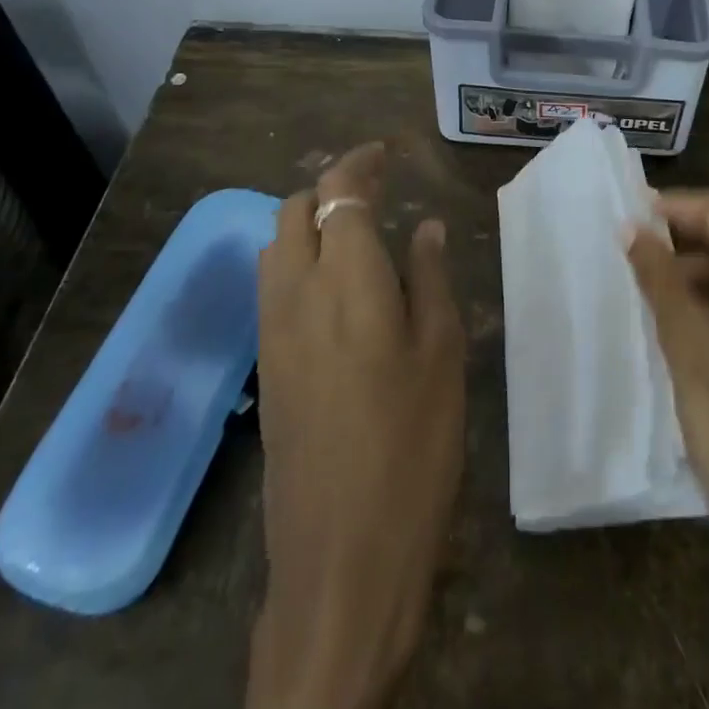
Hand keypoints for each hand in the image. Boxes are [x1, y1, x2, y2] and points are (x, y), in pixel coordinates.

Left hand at [239, 144, 465, 708]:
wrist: (343, 554)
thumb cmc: (412, 446)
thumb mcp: (442, 354)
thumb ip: (431, 278)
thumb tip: (424, 226)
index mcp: (347, 279)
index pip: (339, 193)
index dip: (359, 163)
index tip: (386, 153)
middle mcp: (297, 291)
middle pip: (296, 210)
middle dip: (331, 187)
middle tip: (375, 190)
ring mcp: (273, 329)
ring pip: (276, 244)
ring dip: (309, 221)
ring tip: (355, 231)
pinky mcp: (266, 364)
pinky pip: (272, 283)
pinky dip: (297, 258)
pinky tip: (335, 283)